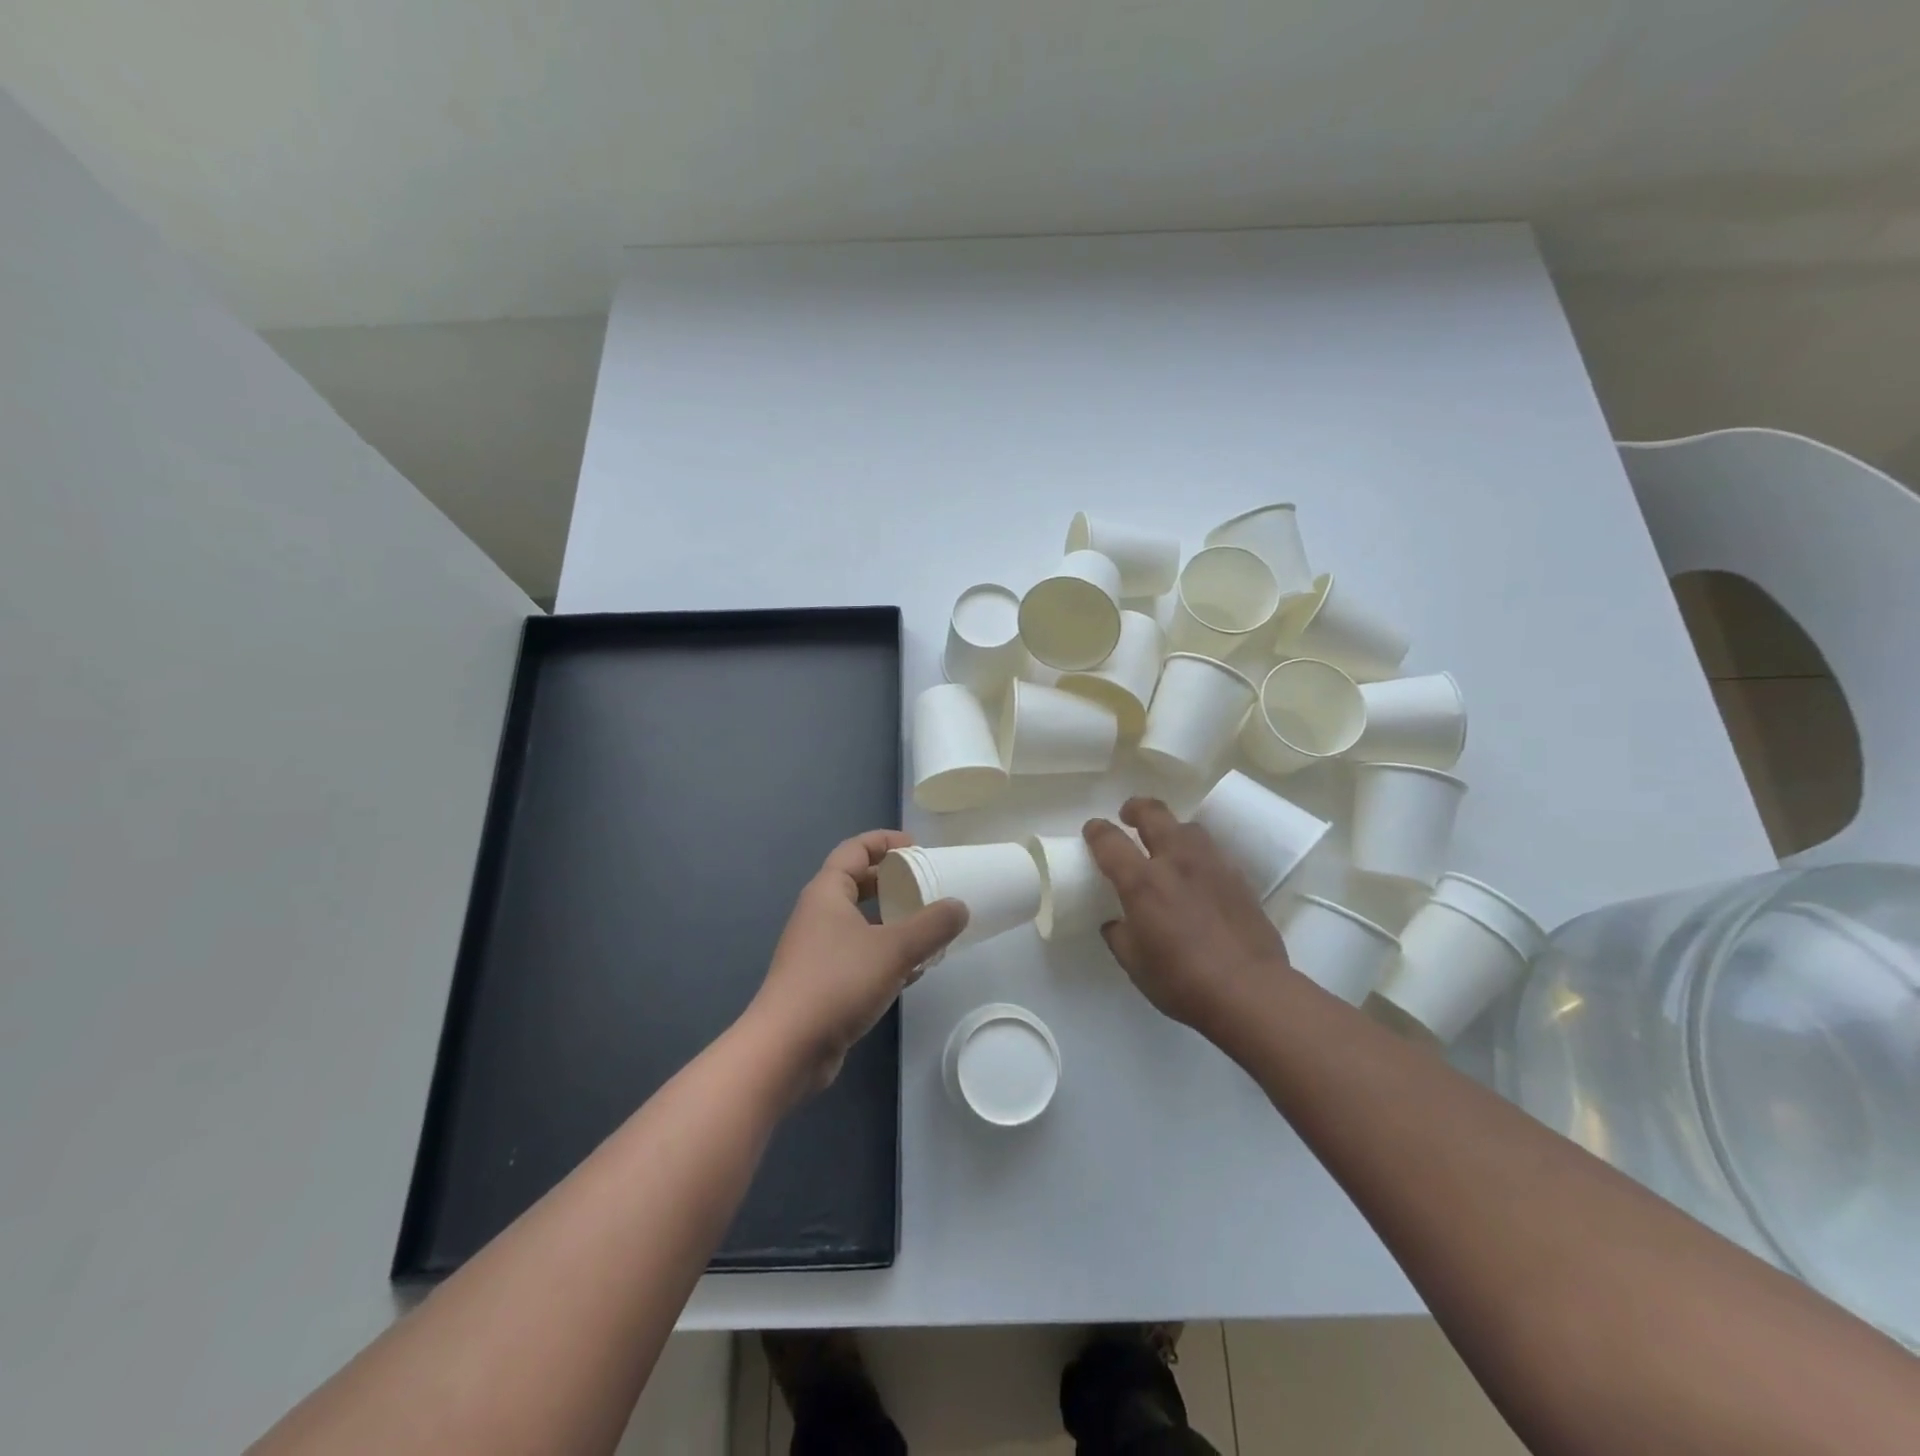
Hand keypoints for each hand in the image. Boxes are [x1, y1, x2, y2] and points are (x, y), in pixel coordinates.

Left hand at [744, 831, 967, 1094]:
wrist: (787, 1049)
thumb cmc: (837, 983)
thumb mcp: (894, 949)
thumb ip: (932, 925)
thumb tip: (959, 906)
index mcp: (827, 893)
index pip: (855, 850)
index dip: (885, 842)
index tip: (917, 847)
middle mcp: (819, 915)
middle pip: (858, 884)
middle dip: (893, 881)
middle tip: (927, 885)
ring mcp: (819, 950)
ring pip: (862, 922)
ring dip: (893, 921)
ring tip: (929, 927)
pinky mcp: (825, 982)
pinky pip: (861, 955)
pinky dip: (887, 954)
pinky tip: (915, 970)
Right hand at [1083, 798, 1292, 1031]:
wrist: (1251, 991)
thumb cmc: (1182, 981)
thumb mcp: (1135, 965)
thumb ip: (1119, 936)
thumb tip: (1116, 923)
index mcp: (1142, 882)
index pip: (1109, 840)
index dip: (1096, 831)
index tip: (1092, 831)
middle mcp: (1175, 861)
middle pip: (1153, 814)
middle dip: (1135, 808)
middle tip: (1128, 816)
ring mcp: (1212, 865)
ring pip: (1188, 827)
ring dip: (1171, 828)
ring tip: (1166, 844)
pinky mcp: (1239, 878)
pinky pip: (1213, 852)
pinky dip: (1198, 854)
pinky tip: (1198, 873)